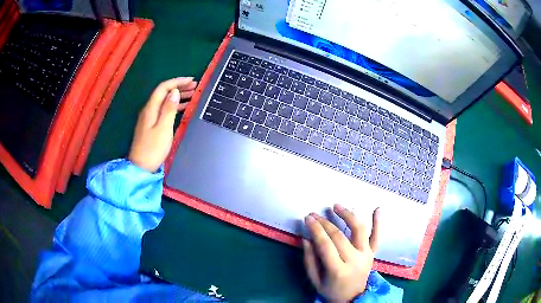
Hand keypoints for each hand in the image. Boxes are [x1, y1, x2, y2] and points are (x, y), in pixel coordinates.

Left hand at [128, 77, 197, 171]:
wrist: (141, 167)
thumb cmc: (153, 149)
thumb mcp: (164, 128)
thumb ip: (169, 109)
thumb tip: (174, 92)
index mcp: (151, 108)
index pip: (163, 88)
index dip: (177, 81)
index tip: (191, 80)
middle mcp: (149, 110)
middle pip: (164, 93)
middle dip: (179, 87)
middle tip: (194, 86)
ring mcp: (149, 118)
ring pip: (164, 101)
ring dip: (178, 96)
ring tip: (192, 95)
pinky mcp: (151, 125)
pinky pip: (164, 110)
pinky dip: (174, 106)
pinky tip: (183, 108)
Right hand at [303, 204, 379, 302]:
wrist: (352, 298)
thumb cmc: (331, 290)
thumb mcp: (315, 280)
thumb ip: (309, 260)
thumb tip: (306, 238)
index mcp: (338, 270)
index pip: (326, 245)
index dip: (316, 230)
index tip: (308, 218)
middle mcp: (355, 261)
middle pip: (339, 237)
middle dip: (325, 223)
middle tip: (314, 214)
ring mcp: (366, 256)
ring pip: (359, 231)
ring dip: (348, 216)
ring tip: (336, 206)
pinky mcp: (373, 254)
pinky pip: (377, 237)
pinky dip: (378, 223)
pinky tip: (377, 209)